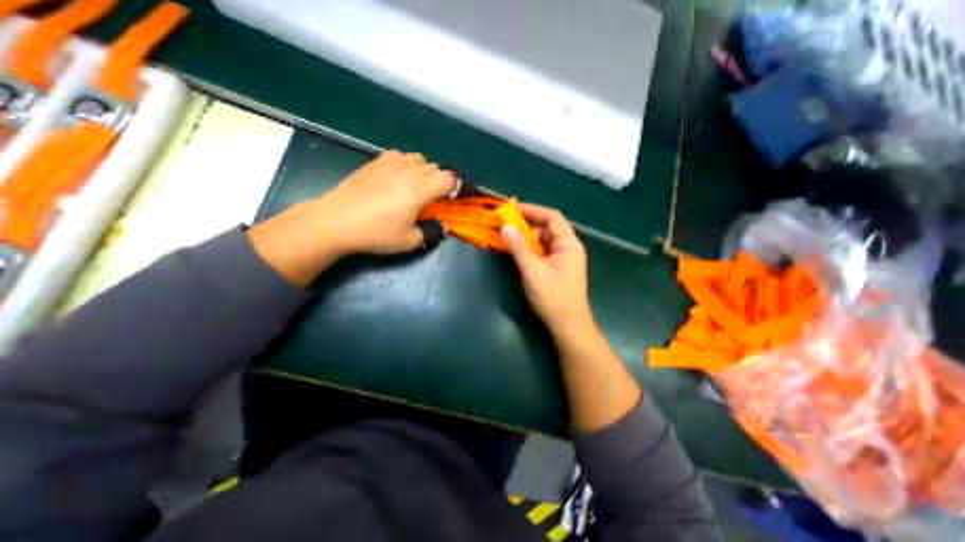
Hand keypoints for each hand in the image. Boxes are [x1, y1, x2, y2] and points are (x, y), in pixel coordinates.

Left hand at [249, 150, 456, 288]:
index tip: (457, 198)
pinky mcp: (375, 161)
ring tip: (417, 186)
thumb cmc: (377, 233)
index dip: (458, 187)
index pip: (450, 178)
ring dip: (425, 171)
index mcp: (421, 189)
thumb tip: (442, 227)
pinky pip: (400, 156)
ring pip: (419, 159)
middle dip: (441, 181)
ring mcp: (390, 162)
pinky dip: (406, 164)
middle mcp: (409, 170)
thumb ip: (432, 232)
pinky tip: (397, 178)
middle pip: (436, 168)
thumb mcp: (409, 241)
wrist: (337, 221)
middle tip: (436, 198)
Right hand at [503, 204, 593, 339]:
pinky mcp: (556, 268)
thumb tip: (505, 227)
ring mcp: (562, 259)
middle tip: (504, 226)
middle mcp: (567, 247)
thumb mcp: (533, 271)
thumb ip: (519, 248)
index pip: (552, 217)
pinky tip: (515, 252)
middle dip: (525, 225)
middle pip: (546, 228)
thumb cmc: (553, 298)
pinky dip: (528, 250)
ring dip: (525, 238)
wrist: (567, 326)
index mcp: (568, 244)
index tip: (512, 209)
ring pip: (542, 241)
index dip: (532, 210)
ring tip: (506, 239)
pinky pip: (541, 252)